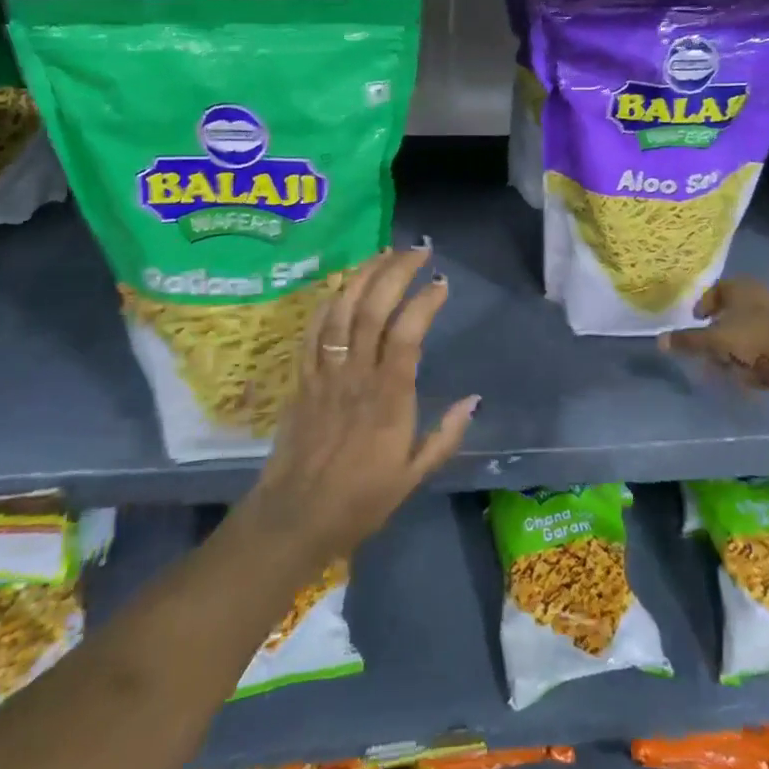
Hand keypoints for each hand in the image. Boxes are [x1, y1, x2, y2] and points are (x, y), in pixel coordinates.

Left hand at [239, 245, 478, 567]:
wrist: (293, 519)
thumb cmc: (360, 500)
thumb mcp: (413, 476)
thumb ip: (445, 435)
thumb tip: (474, 399)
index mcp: (388, 397)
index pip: (408, 333)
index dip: (425, 301)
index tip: (441, 282)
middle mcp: (356, 375)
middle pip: (373, 309)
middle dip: (396, 272)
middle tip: (417, 250)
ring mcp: (325, 373)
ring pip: (341, 311)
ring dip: (362, 276)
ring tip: (383, 253)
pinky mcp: (302, 378)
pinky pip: (313, 331)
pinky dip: (328, 302)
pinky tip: (342, 285)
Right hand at [657, 278, 768, 420]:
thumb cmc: (756, 339)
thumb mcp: (715, 341)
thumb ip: (688, 341)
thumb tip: (659, 340)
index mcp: (742, 288)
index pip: (718, 289)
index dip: (705, 304)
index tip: (696, 321)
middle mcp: (760, 299)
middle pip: (731, 314)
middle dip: (718, 336)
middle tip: (708, 353)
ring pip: (746, 335)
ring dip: (735, 352)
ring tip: (728, 370)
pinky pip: (762, 352)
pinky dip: (753, 363)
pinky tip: (750, 378)